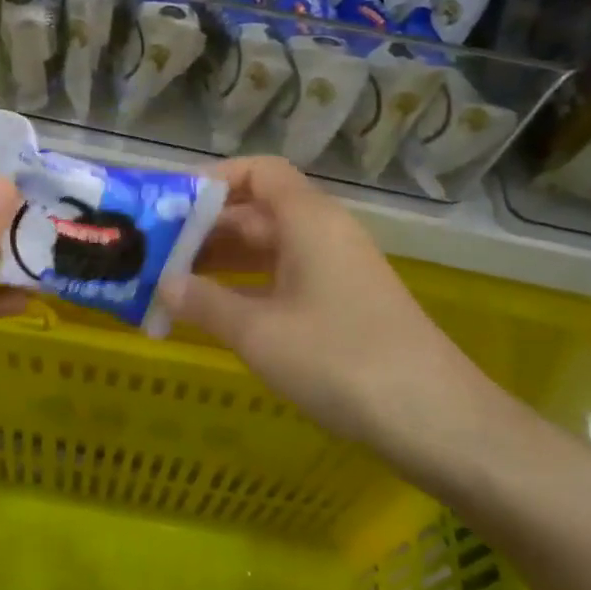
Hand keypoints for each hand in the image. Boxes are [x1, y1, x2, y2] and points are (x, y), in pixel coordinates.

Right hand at [160, 157, 484, 450]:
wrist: (435, 418)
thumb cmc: (340, 361)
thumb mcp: (260, 333)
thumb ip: (205, 303)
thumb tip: (164, 284)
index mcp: (309, 219)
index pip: (258, 171)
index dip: (213, 179)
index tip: (170, 203)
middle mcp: (325, 232)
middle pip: (258, 210)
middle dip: (206, 228)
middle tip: (155, 251)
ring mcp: (338, 268)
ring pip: (270, 247)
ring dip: (224, 260)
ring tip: (173, 282)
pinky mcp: (345, 302)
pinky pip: (286, 276)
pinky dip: (250, 286)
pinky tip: (220, 311)